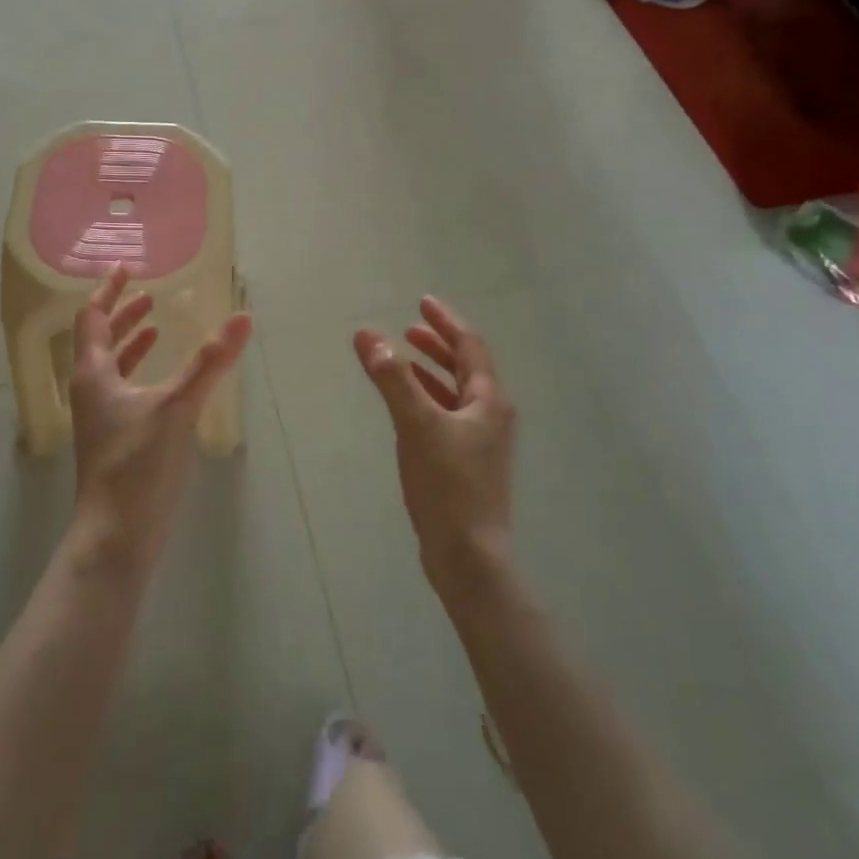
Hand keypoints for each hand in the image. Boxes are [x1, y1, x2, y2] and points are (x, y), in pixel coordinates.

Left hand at [68, 266, 253, 573]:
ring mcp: (101, 417)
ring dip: (131, 342)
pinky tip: (166, 380)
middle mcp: (91, 390)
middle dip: (123, 314)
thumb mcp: (177, 406)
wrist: (116, 535)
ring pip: (112, 366)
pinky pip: (124, 389)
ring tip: (156, 326)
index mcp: (93, 374)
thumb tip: (243, 317)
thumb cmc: (137, 465)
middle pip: (100, 340)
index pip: (93, 318)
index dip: (108, 290)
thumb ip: (210, 362)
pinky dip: (141, 371)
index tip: (126, 267)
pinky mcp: (114, 439)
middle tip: (148, 295)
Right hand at [353, 296, 514, 592]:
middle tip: (410, 326)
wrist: (468, 556)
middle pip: (466, 366)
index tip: (423, 302)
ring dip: (431, 369)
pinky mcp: (465, 461)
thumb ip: (393, 379)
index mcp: (488, 400)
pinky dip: (426, 397)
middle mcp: (490, 415)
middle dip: (438, 343)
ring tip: (403, 356)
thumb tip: (368, 335)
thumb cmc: (448, 485)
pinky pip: (446, 414)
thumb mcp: (417, 425)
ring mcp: (480, 440)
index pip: (470, 346)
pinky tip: (406, 402)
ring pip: (455, 391)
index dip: (446, 322)